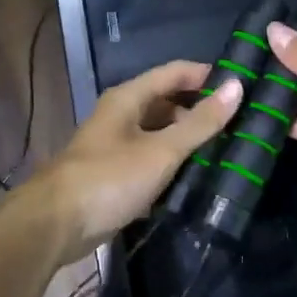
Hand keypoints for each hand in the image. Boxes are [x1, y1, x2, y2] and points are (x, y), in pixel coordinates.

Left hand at [33, 61, 242, 260]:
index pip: (175, 72)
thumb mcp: (162, 150)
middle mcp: (121, 115)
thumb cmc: (110, 178)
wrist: (55, 225)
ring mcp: (116, 145)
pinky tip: (197, 175)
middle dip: (200, 108)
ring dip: (188, 138)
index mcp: (129, 98)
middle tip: (240, 121)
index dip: (207, 75)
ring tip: (226, 148)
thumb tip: (237, 87)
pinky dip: (173, 162)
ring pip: (160, 131)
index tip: (242, 86)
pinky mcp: (116, 174)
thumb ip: (200, 122)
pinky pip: (152, 158)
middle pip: (167, 101)